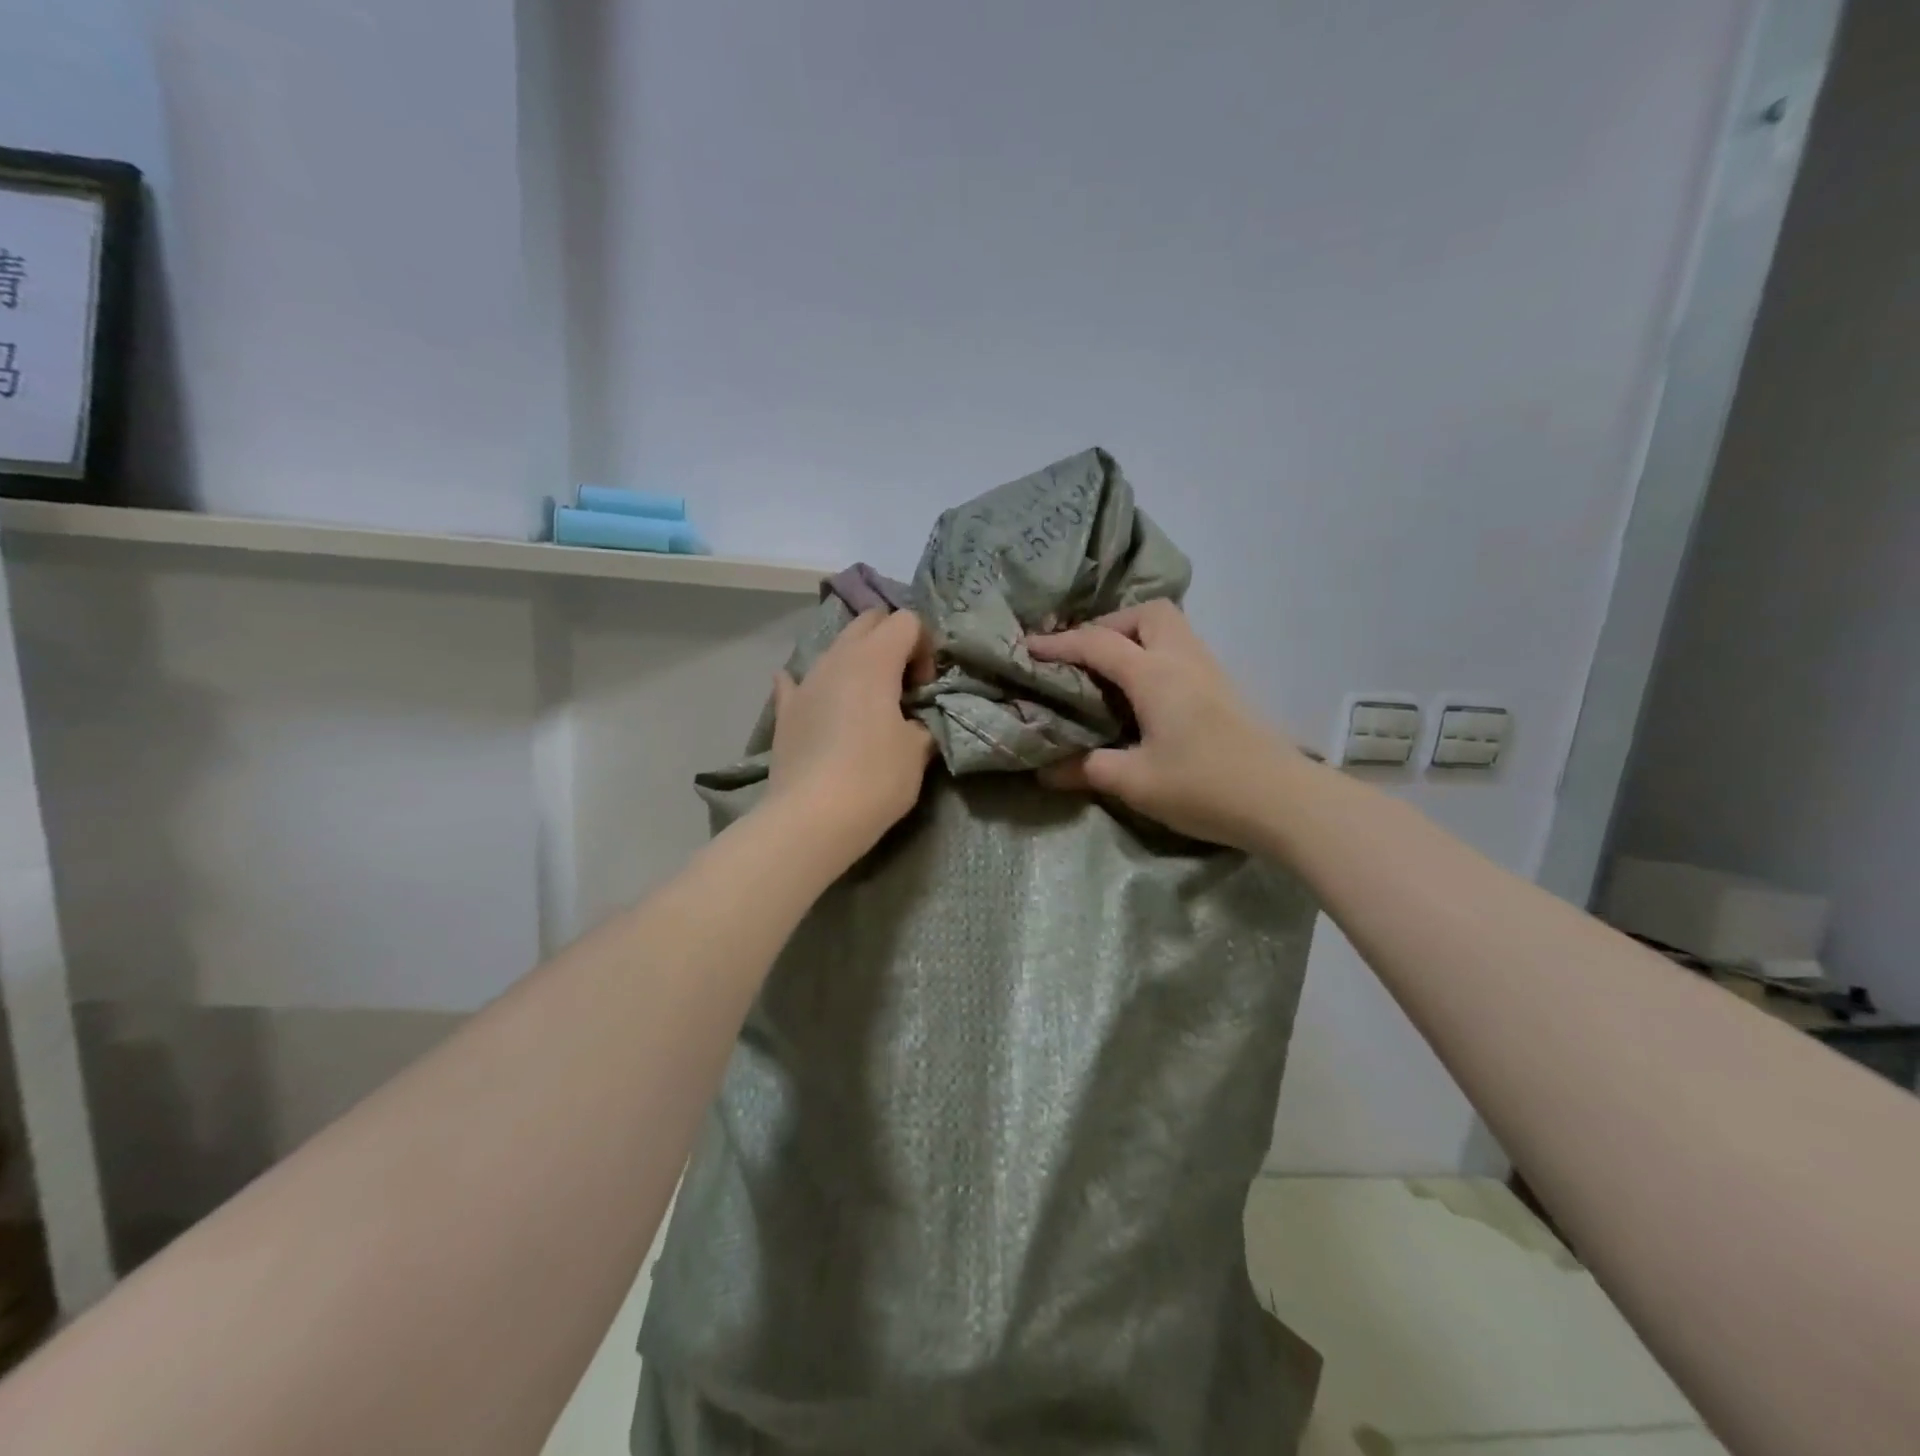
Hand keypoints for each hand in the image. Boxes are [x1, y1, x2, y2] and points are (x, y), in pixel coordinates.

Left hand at [766, 609, 935, 859]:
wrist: (812, 819)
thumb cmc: (875, 778)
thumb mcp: (918, 749)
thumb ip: (922, 720)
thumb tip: (914, 718)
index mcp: (874, 660)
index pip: (906, 621)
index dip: (925, 646)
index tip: (925, 687)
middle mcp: (836, 659)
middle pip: (868, 621)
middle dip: (892, 640)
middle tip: (903, 684)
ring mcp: (805, 682)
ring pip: (835, 648)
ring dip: (858, 662)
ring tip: (869, 703)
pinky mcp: (785, 711)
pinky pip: (798, 681)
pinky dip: (816, 685)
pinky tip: (819, 701)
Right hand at [1026, 601, 1299, 849]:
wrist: (1284, 802)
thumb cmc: (1205, 786)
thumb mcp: (1135, 782)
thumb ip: (1087, 769)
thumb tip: (1045, 771)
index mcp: (1155, 674)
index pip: (1098, 643)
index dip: (1059, 643)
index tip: (1027, 648)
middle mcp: (1183, 660)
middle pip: (1147, 613)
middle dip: (1110, 625)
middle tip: (1086, 658)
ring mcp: (1210, 672)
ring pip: (1171, 629)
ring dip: (1136, 638)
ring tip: (1110, 674)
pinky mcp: (1224, 691)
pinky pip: (1183, 652)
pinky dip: (1156, 657)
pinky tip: (1145, 695)